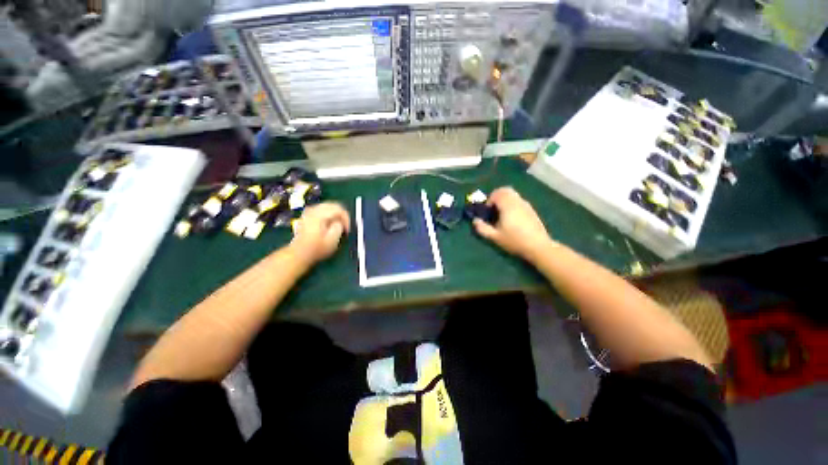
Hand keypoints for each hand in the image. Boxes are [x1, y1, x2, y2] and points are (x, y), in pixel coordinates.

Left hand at [289, 202, 350, 264]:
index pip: (338, 209)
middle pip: (333, 205)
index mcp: (319, 215)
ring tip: (338, 226)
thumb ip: (339, 227)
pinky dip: (328, 215)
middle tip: (344, 226)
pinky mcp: (307, 216)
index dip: (346, 218)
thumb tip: (339, 222)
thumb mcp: (332, 241)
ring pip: (327, 206)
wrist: (298, 253)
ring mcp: (309, 212)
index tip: (347, 229)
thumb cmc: (316, 249)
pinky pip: (322, 209)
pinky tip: (329, 224)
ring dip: (335, 215)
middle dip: (341, 215)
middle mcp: (313, 210)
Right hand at [473, 187, 553, 260]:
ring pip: (513, 195)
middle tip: (493, 209)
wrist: (538, 246)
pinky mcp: (531, 210)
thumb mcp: (495, 237)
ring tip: (501, 215)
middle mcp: (517, 201)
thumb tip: (475, 220)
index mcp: (508, 205)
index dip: (489, 200)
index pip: (497, 193)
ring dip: (505, 200)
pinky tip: (512, 219)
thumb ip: (482, 228)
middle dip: (497, 197)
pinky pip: (519, 201)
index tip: (487, 211)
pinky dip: (512, 204)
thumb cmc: (514, 240)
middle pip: (505, 190)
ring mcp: (526, 205)